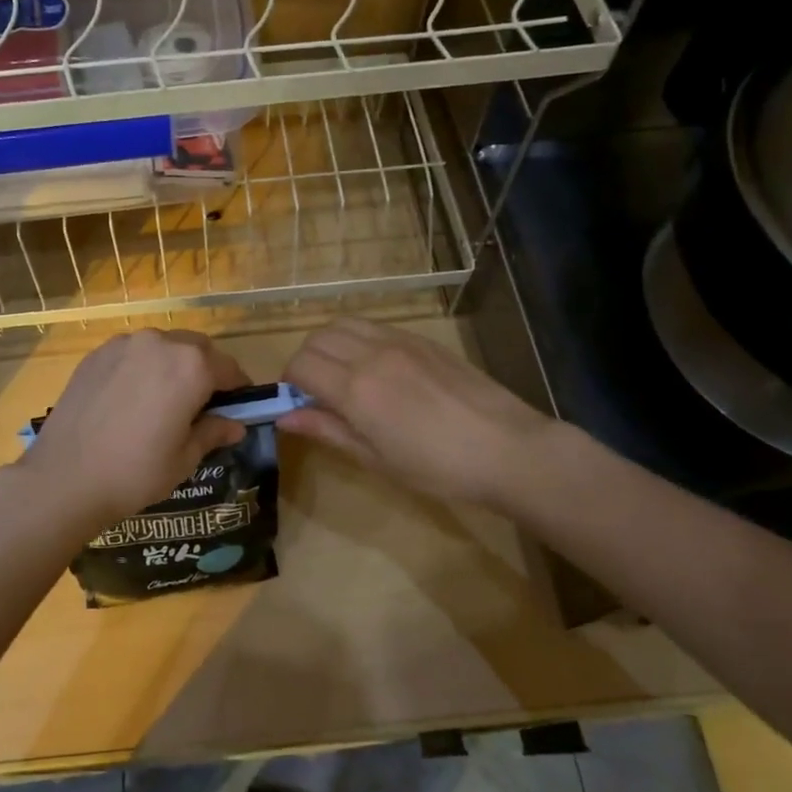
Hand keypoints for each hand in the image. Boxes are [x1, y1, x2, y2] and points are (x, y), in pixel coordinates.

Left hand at [17, 329, 250, 533]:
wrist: (64, 478)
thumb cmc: (135, 472)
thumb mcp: (184, 458)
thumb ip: (213, 432)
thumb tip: (235, 425)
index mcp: (191, 367)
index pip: (229, 368)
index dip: (238, 389)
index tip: (238, 407)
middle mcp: (160, 343)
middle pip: (197, 349)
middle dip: (206, 371)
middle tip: (202, 404)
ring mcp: (124, 344)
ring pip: (163, 346)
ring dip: (173, 365)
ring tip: (164, 400)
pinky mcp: (96, 354)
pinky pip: (133, 353)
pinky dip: (142, 367)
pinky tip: (132, 398)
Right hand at [278, 319, 555, 511]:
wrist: (507, 448)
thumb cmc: (437, 467)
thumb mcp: (376, 459)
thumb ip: (328, 430)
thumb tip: (285, 417)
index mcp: (356, 388)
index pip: (300, 365)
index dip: (289, 383)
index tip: (298, 404)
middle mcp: (372, 354)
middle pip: (317, 338)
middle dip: (306, 361)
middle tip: (317, 392)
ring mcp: (399, 341)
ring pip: (344, 323)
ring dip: (330, 344)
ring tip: (343, 375)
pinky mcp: (422, 339)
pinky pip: (374, 326)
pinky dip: (358, 339)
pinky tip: (376, 369)